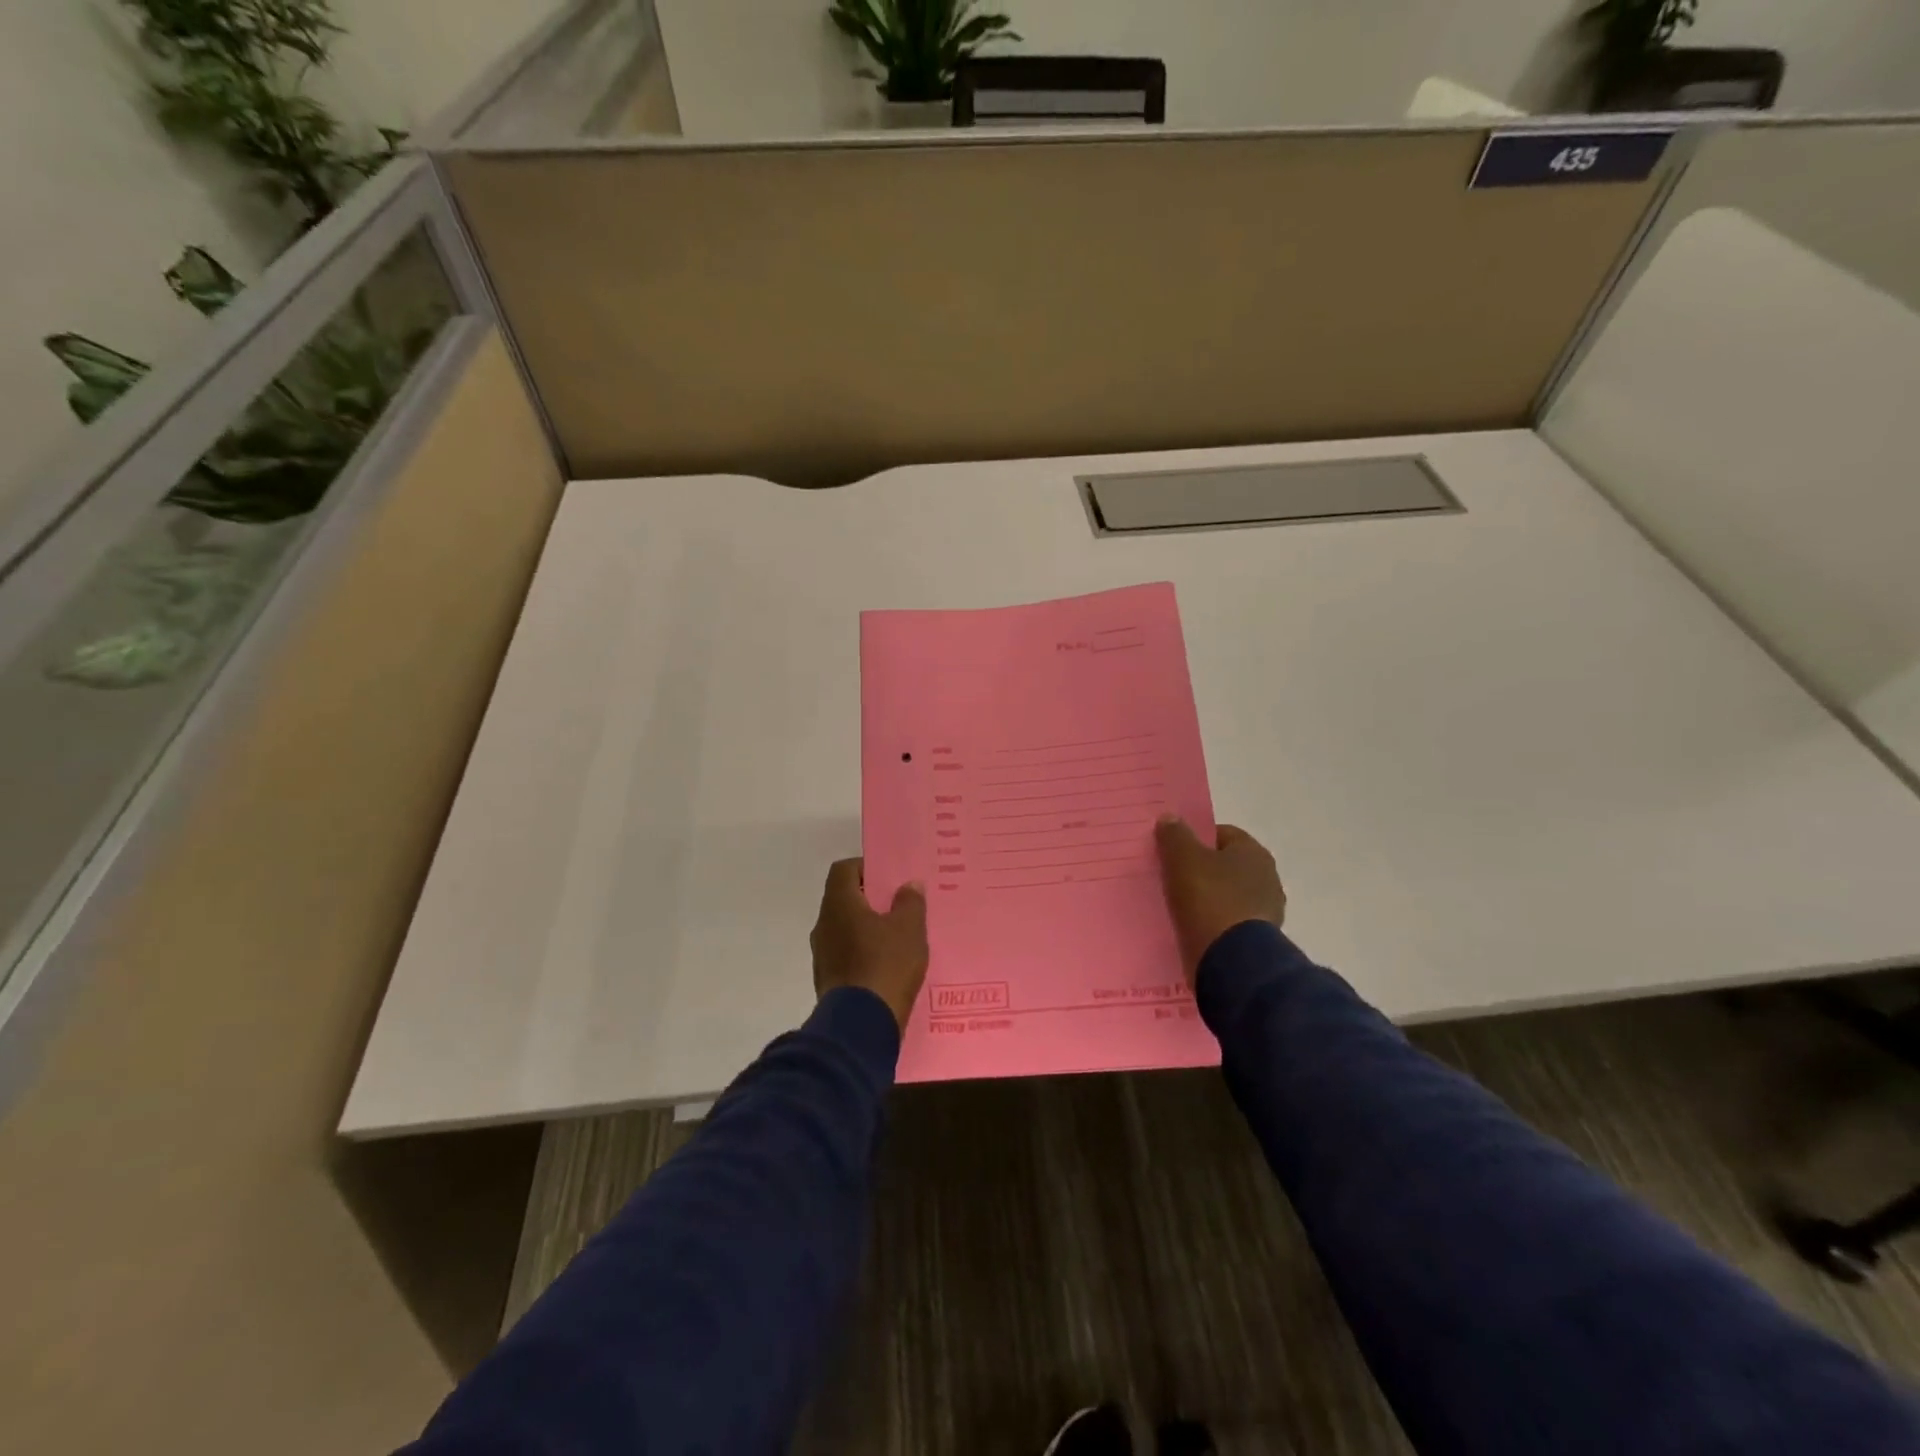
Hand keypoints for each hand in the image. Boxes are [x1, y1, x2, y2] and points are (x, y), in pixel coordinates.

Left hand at [810, 859, 929, 1032]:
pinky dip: (864, 954)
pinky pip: (846, 955)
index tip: (889, 878)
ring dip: (867, 929)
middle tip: (899, 906)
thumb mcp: (909, 929)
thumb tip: (908, 885)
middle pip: (845, 899)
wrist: (861, 1025)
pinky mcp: (827, 980)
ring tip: (898, 937)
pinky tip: (887, 966)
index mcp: (839, 904)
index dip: (866, 868)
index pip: (844, 869)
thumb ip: (910, 902)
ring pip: (845, 929)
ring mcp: (822, 955)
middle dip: (871, 900)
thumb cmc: (886, 965)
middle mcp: (823, 925)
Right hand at [1154, 817, 1286, 984]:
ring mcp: (1267, 912)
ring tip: (1177, 908)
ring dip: (1207, 899)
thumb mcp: (1183, 859)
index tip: (1172, 853)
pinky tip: (1192, 930)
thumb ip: (1175, 835)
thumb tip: (1170, 818)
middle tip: (1170, 879)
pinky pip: (1229, 924)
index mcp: (1254, 853)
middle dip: (1201, 870)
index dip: (1195, 839)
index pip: (1221, 834)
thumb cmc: (1209, 900)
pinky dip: (1213, 924)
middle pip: (1225, 866)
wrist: (1233, 962)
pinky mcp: (1259, 941)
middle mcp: (1267, 878)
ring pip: (1227, 896)